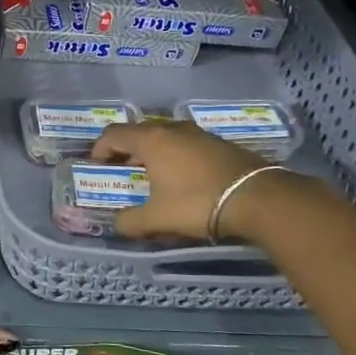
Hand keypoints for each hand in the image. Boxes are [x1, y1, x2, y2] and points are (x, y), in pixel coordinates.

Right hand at [89, 121, 285, 241]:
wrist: (258, 198)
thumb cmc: (198, 203)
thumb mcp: (157, 218)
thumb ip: (131, 222)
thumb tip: (117, 224)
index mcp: (151, 140)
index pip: (114, 133)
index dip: (100, 147)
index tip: (97, 165)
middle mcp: (172, 129)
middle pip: (140, 132)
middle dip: (126, 149)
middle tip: (122, 170)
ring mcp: (199, 134)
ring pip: (165, 136)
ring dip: (153, 152)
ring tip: (152, 175)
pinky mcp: (220, 143)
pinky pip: (186, 144)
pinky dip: (175, 156)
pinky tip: (183, 178)